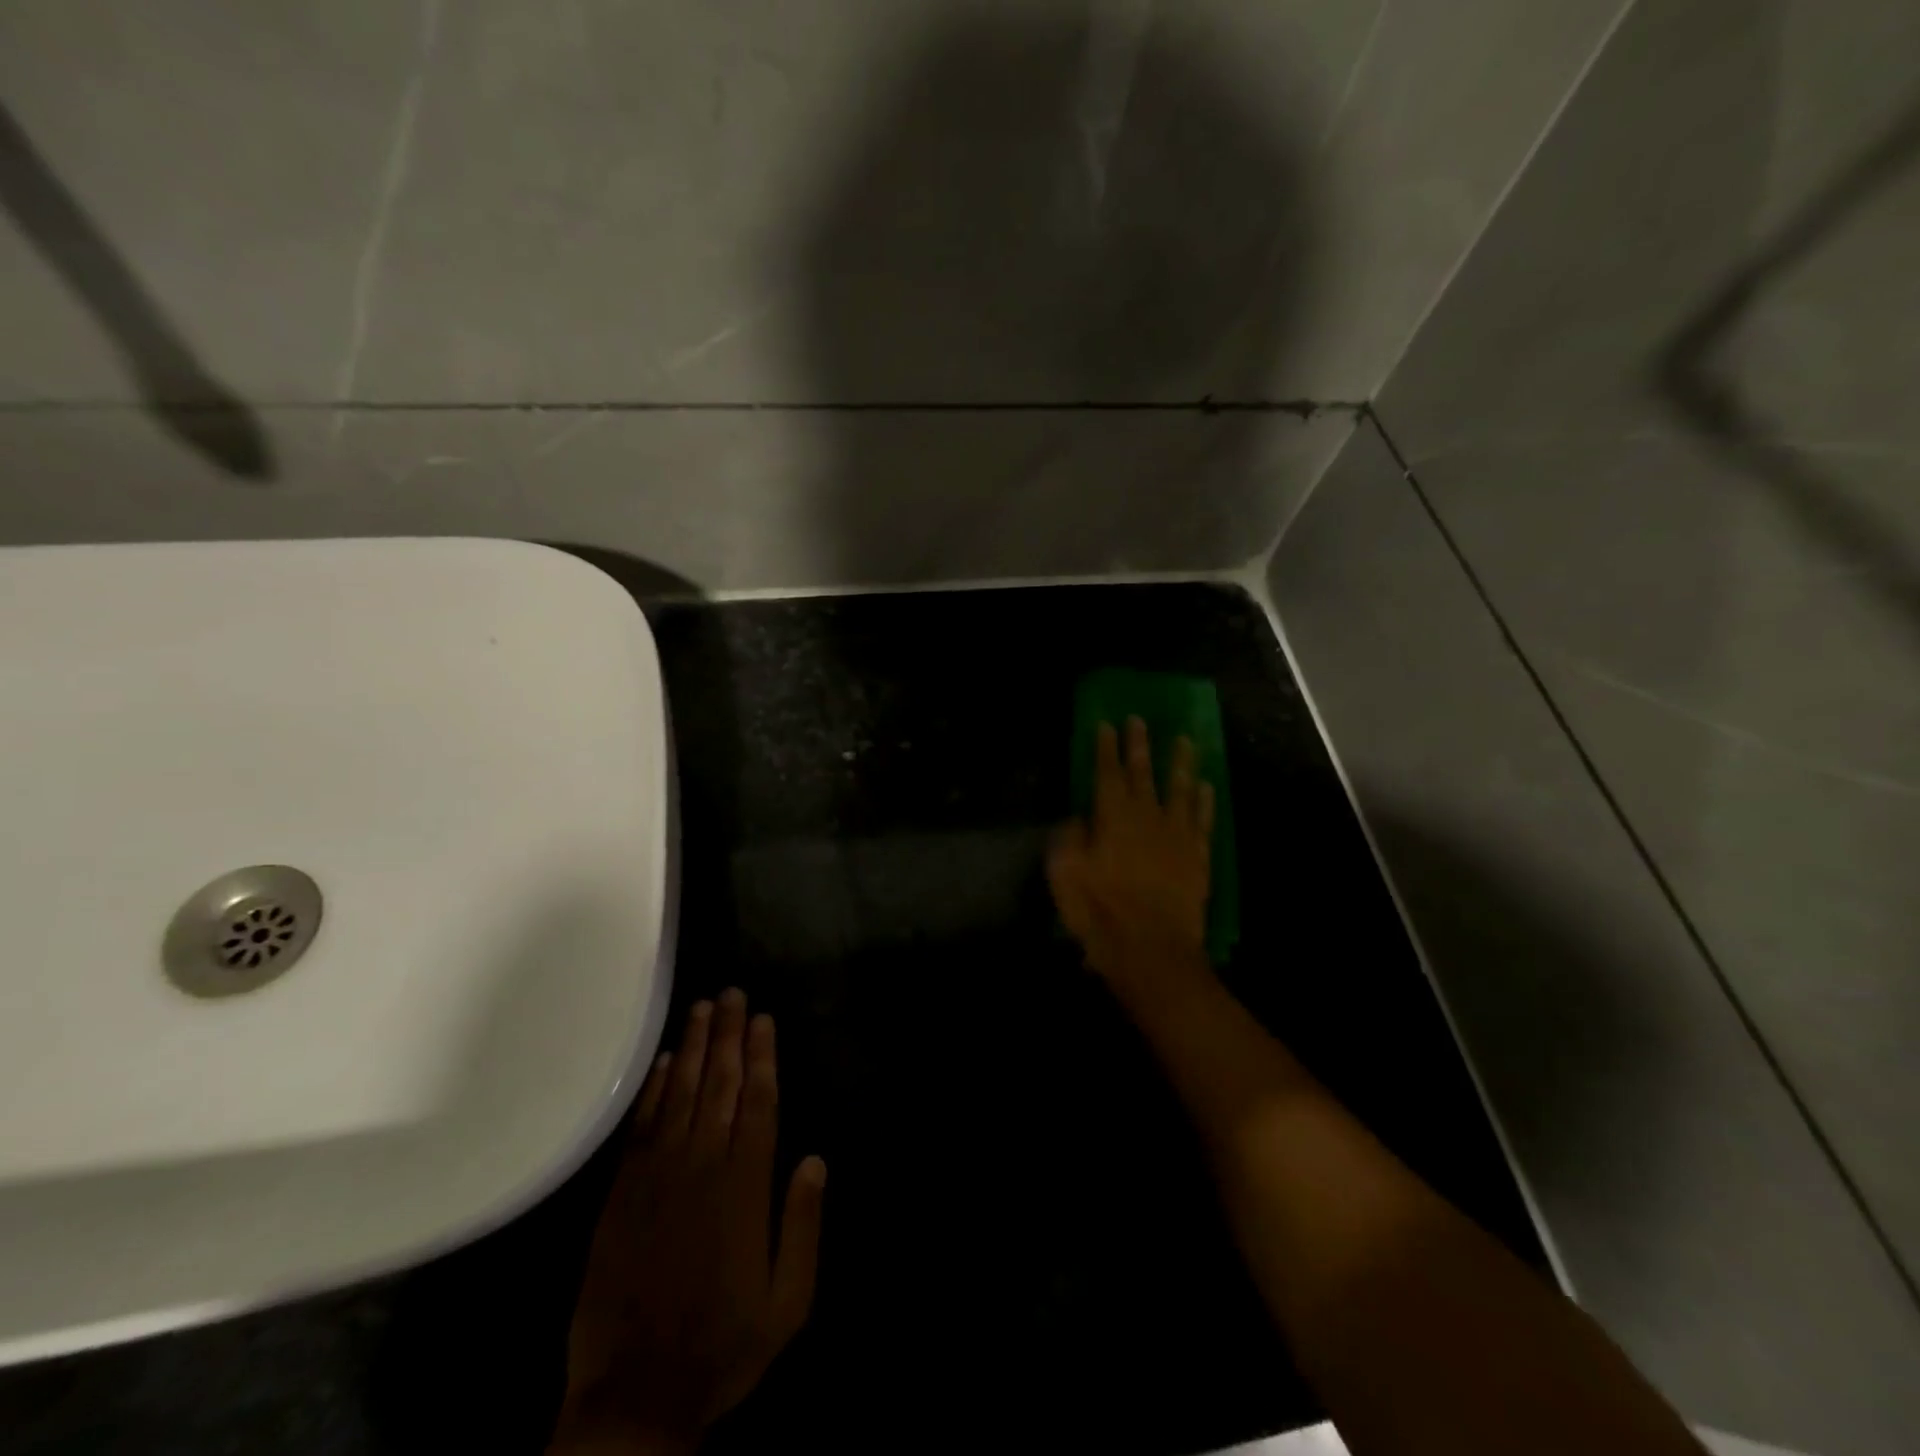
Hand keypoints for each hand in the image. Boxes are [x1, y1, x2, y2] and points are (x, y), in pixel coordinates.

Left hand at [553, 990, 825, 1454]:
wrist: (634, 1398)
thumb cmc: (723, 1346)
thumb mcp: (788, 1302)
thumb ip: (803, 1226)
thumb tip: (814, 1158)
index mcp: (744, 1188)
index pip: (758, 1104)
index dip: (762, 1057)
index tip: (763, 1018)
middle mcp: (701, 1168)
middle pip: (720, 1087)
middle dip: (729, 1036)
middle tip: (732, 992)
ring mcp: (657, 1178)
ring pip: (682, 1096)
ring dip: (695, 1048)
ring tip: (703, 1007)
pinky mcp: (622, 1194)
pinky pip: (642, 1127)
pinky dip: (654, 1090)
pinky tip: (665, 1061)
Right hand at [1048, 717, 1214, 997]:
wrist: (1152, 949)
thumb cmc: (1100, 912)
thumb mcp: (1065, 875)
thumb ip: (1069, 838)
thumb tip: (1078, 816)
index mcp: (1111, 817)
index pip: (1107, 773)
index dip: (1106, 748)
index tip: (1107, 724)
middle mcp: (1146, 816)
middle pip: (1142, 773)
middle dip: (1139, 745)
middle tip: (1140, 720)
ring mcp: (1177, 835)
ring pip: (1180, 788)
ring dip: (1181, 763)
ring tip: (1185, 740)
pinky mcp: (1198, 856)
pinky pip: (1203, 819)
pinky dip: (1205, 800)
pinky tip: (1206, 786)